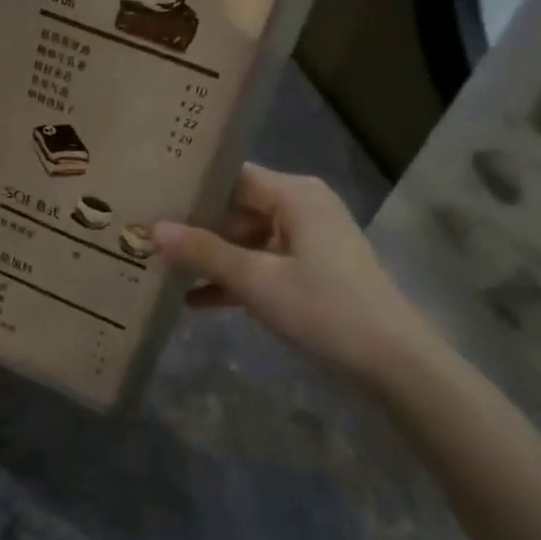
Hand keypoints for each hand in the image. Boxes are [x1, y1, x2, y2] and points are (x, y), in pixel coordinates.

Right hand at [154, 165, 452, 388]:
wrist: (393, 363)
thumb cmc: (325, 309)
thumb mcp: (257, 280)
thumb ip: (205, 252)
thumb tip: (154, 228)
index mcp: (294, 195)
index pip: (232, 177)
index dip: (192, 188)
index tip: (151, 199)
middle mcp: (302, 207)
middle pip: (237, 208)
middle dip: (196, 227)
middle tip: (147, 236)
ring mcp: (309, 240)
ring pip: (248, 239)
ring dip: (213, 257)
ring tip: (162, 268)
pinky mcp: (312, 270)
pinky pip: (264, 264)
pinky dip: (236, 279)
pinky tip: (195, 301)